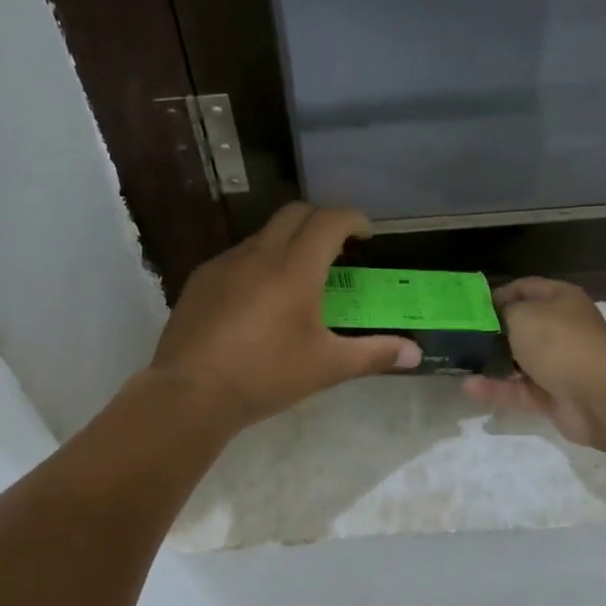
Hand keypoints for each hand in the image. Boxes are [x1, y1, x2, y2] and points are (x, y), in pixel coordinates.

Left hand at [147, 203, 422, 430]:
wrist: (190, 393)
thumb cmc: (266, 375)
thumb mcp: (327, 367)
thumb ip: (374, 354)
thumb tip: (415, 353)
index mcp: (295, 267)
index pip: (330, 220)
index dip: (353, 219)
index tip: (365, 234)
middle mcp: (259, 253)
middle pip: (295, 213)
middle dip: (321, 221)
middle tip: (336, 248)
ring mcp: (225, 263)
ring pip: (263, 234)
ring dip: (287, 241)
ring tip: (298, 276)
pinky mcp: (200, 279)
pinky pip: (237, 256)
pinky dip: (258, 262)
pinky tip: (258, 299)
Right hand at [462, 278, 605, 450]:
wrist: (599, 396)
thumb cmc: (559, 342)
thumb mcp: (522, 315)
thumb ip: (501, 313)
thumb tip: (491, 319)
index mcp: (560, 300)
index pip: (524, 288)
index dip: (496, 294)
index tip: (467, 307)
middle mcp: (561, 328)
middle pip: (520, 326)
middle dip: (491, 332)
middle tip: (458, 336)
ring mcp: (557, 363)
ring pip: (517, 361)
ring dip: (490, 363)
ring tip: (458, 363)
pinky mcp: (551, 395)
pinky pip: (518, 389)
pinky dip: (496, 389)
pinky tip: (469, 387)